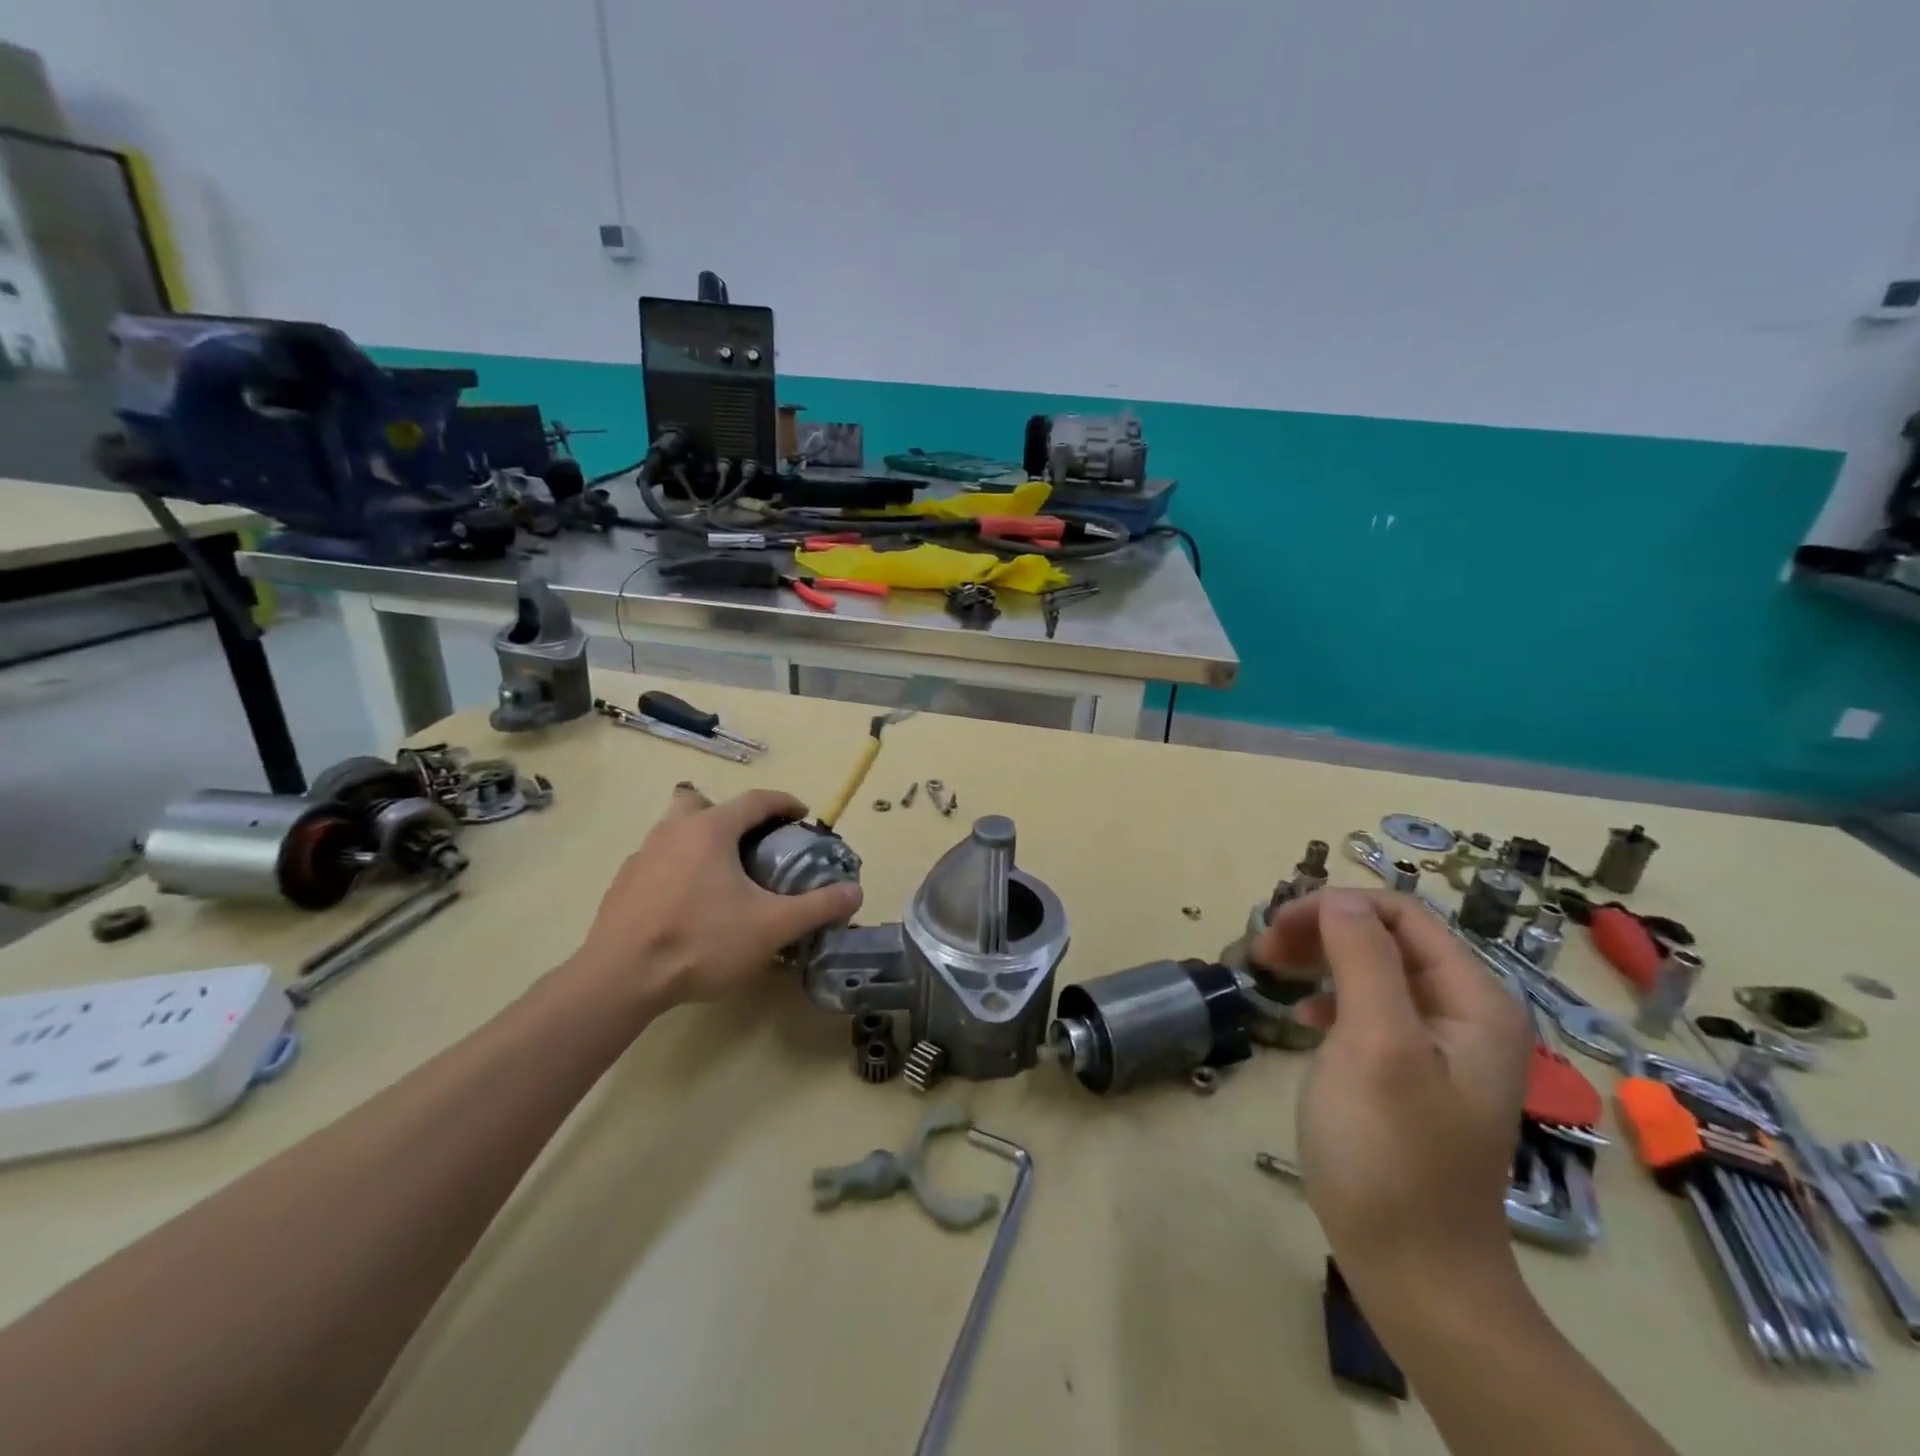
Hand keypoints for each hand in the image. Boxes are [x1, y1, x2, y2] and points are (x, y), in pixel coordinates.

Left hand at [563, 783, 862, 1014]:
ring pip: (674, 830)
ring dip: (699, 841)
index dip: (784, 802)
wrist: (620, 979)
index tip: (802, 815)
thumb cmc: (701, 942)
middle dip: (727, 814)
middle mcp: (673, 831)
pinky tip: (686, 905)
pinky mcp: (622, 885)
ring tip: (720, 878)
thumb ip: (817, 907)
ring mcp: (642, 856)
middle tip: (748, 842)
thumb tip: (855, 893)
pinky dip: (676, 869)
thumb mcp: (772, 927)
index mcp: (710, 830)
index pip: (755, 800)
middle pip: (701, 802)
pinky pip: (657, 861)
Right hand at [1255, 890, 1529, 1293]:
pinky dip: (1330, 999)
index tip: (1275, 928)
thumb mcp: (1375, 1044)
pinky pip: (1370, 1008)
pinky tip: (1303, 1019)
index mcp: (1474, 1000)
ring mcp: (1442, 1046)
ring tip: (1273, 975)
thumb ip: (1362, 959)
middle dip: (1323, 931)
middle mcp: (1467, 1013)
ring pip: (1374, 970)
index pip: (1402, 914)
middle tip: (1264, 952)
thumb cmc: (1390, 1151)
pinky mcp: (1414, 1073)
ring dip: (1321, 960)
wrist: (1415, 1271)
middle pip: (1387, 938)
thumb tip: (1337, 898)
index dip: (1335, 907)